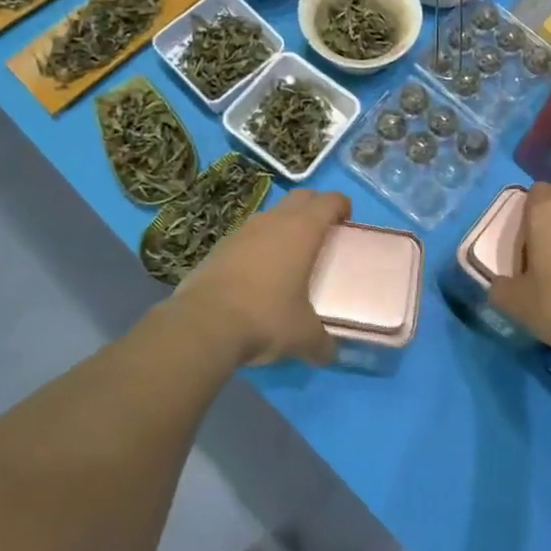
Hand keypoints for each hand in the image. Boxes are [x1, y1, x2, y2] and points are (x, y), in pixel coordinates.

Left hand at [171, 189, 348, 367]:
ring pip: (272, 214)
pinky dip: (259, 244)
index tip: (346, 220)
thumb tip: (329, 353)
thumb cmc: (266, 318)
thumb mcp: (303, 336)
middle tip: (323, 232)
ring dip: (284, 224)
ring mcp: (243, 230)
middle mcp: (273, 221)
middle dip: (315, 207)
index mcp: (302, 231)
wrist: (204, 323)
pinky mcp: (220, 245)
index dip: (341, 205)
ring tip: (290, 254)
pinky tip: (258, 273)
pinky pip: (248, 235)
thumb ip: (322, 342)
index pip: (328, 201)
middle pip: (300, 197)